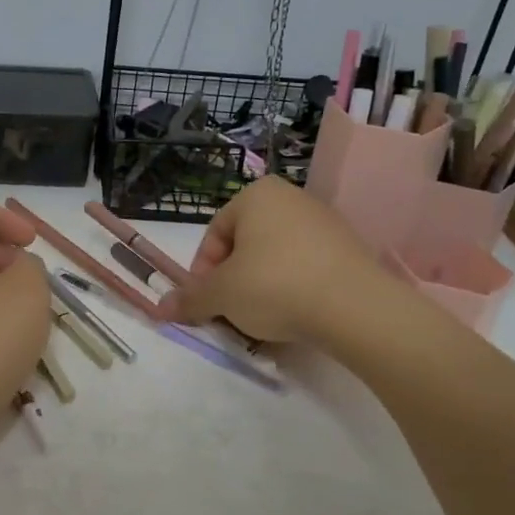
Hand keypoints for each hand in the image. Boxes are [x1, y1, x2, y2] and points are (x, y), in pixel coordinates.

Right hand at [157, 177, 407, 343]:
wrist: (355, 306)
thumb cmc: (274, 285)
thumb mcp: (221, 295)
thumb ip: (190, 299)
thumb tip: (159, 308)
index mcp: (256, 194)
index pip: (215, 233)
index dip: (203, 272)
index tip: (206, 301)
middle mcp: (291, 198)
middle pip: (245, 244)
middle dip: (232, 280)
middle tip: (230, 312)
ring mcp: (324, 222)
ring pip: (275, 257)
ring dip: (260, 286)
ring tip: (262, 319)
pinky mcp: (349, 248)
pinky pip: (306, 267)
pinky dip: (293, 288)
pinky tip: (295, 314)